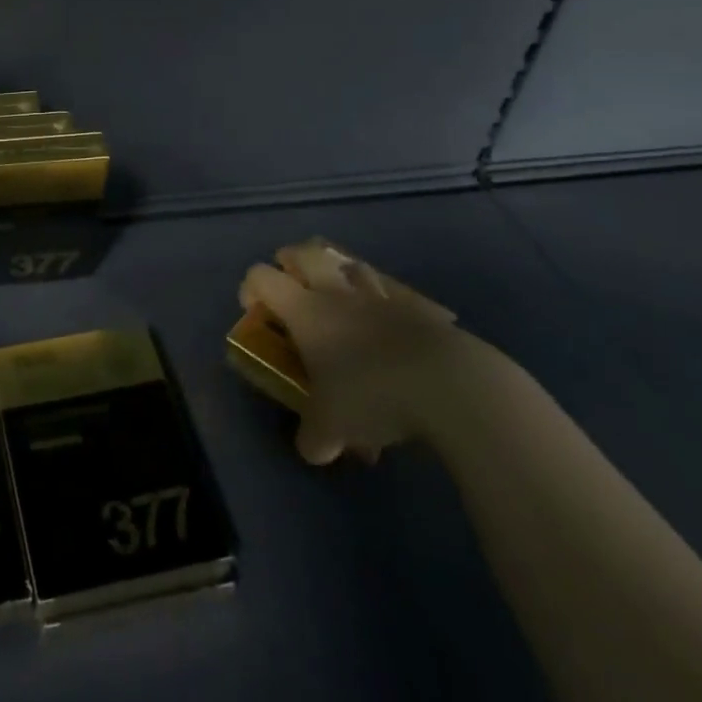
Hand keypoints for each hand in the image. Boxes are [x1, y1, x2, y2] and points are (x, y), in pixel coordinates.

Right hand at [239, 239, 466, 465]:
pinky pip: (394, 292)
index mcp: (305, 310)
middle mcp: (337, 292)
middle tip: (292, 286)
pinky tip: (391, 325)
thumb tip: (312, 449)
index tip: (257, 311)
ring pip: (352, 264)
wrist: (450, 384)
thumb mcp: (332, 427)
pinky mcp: (419, 307)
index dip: (251, 287)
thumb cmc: (373, 395)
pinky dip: (386, 301)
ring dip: (341, 274)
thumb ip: (314, 437)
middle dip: (292, 262)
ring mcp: (380, 295)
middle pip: (304, 253)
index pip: (262, 276)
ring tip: (342, 301)